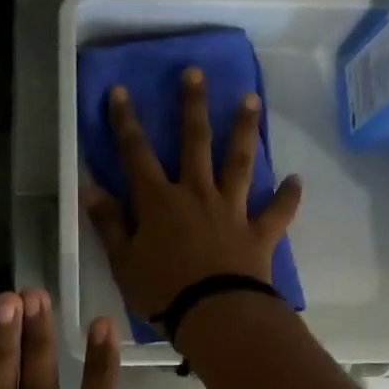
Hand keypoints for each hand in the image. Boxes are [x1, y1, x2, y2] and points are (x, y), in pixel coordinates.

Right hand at [84, 68, 302, 324]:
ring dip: (244, 130)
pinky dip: (288, 196)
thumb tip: (90, 189)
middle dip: (193, 106)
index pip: (136, 153)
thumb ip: (110, 223)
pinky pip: (277, 211)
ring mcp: (231, 209)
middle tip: (196, 73)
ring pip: (240, 162)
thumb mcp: (123, 261)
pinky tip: (297, 180)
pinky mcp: (259, 232)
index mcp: (159, 201)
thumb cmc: (162, 291)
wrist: (216, 315)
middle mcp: (196, 194)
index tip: (120, 91)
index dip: (125, 121)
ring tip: (251, 100)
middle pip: (194, 142)